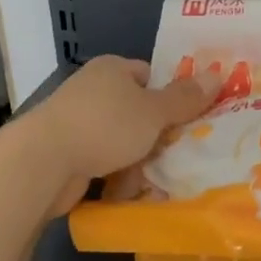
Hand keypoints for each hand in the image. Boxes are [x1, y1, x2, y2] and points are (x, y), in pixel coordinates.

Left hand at [27, 56, 220, 215]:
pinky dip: (117, 176)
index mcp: (111, 69)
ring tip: (163, 179)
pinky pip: (103, 162)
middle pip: (137, 110)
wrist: (44, 162)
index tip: (190, 118)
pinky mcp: (67, 154)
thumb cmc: (105, 125)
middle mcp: (93, 90)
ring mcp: (77, 122)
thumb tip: (217, 75)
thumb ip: (185, 98)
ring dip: (139, 159)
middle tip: (184, 153)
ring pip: (122, 140)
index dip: (170, 94)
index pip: (149, 75)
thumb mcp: (153, 111)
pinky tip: (133, 192)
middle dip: (158, 134)